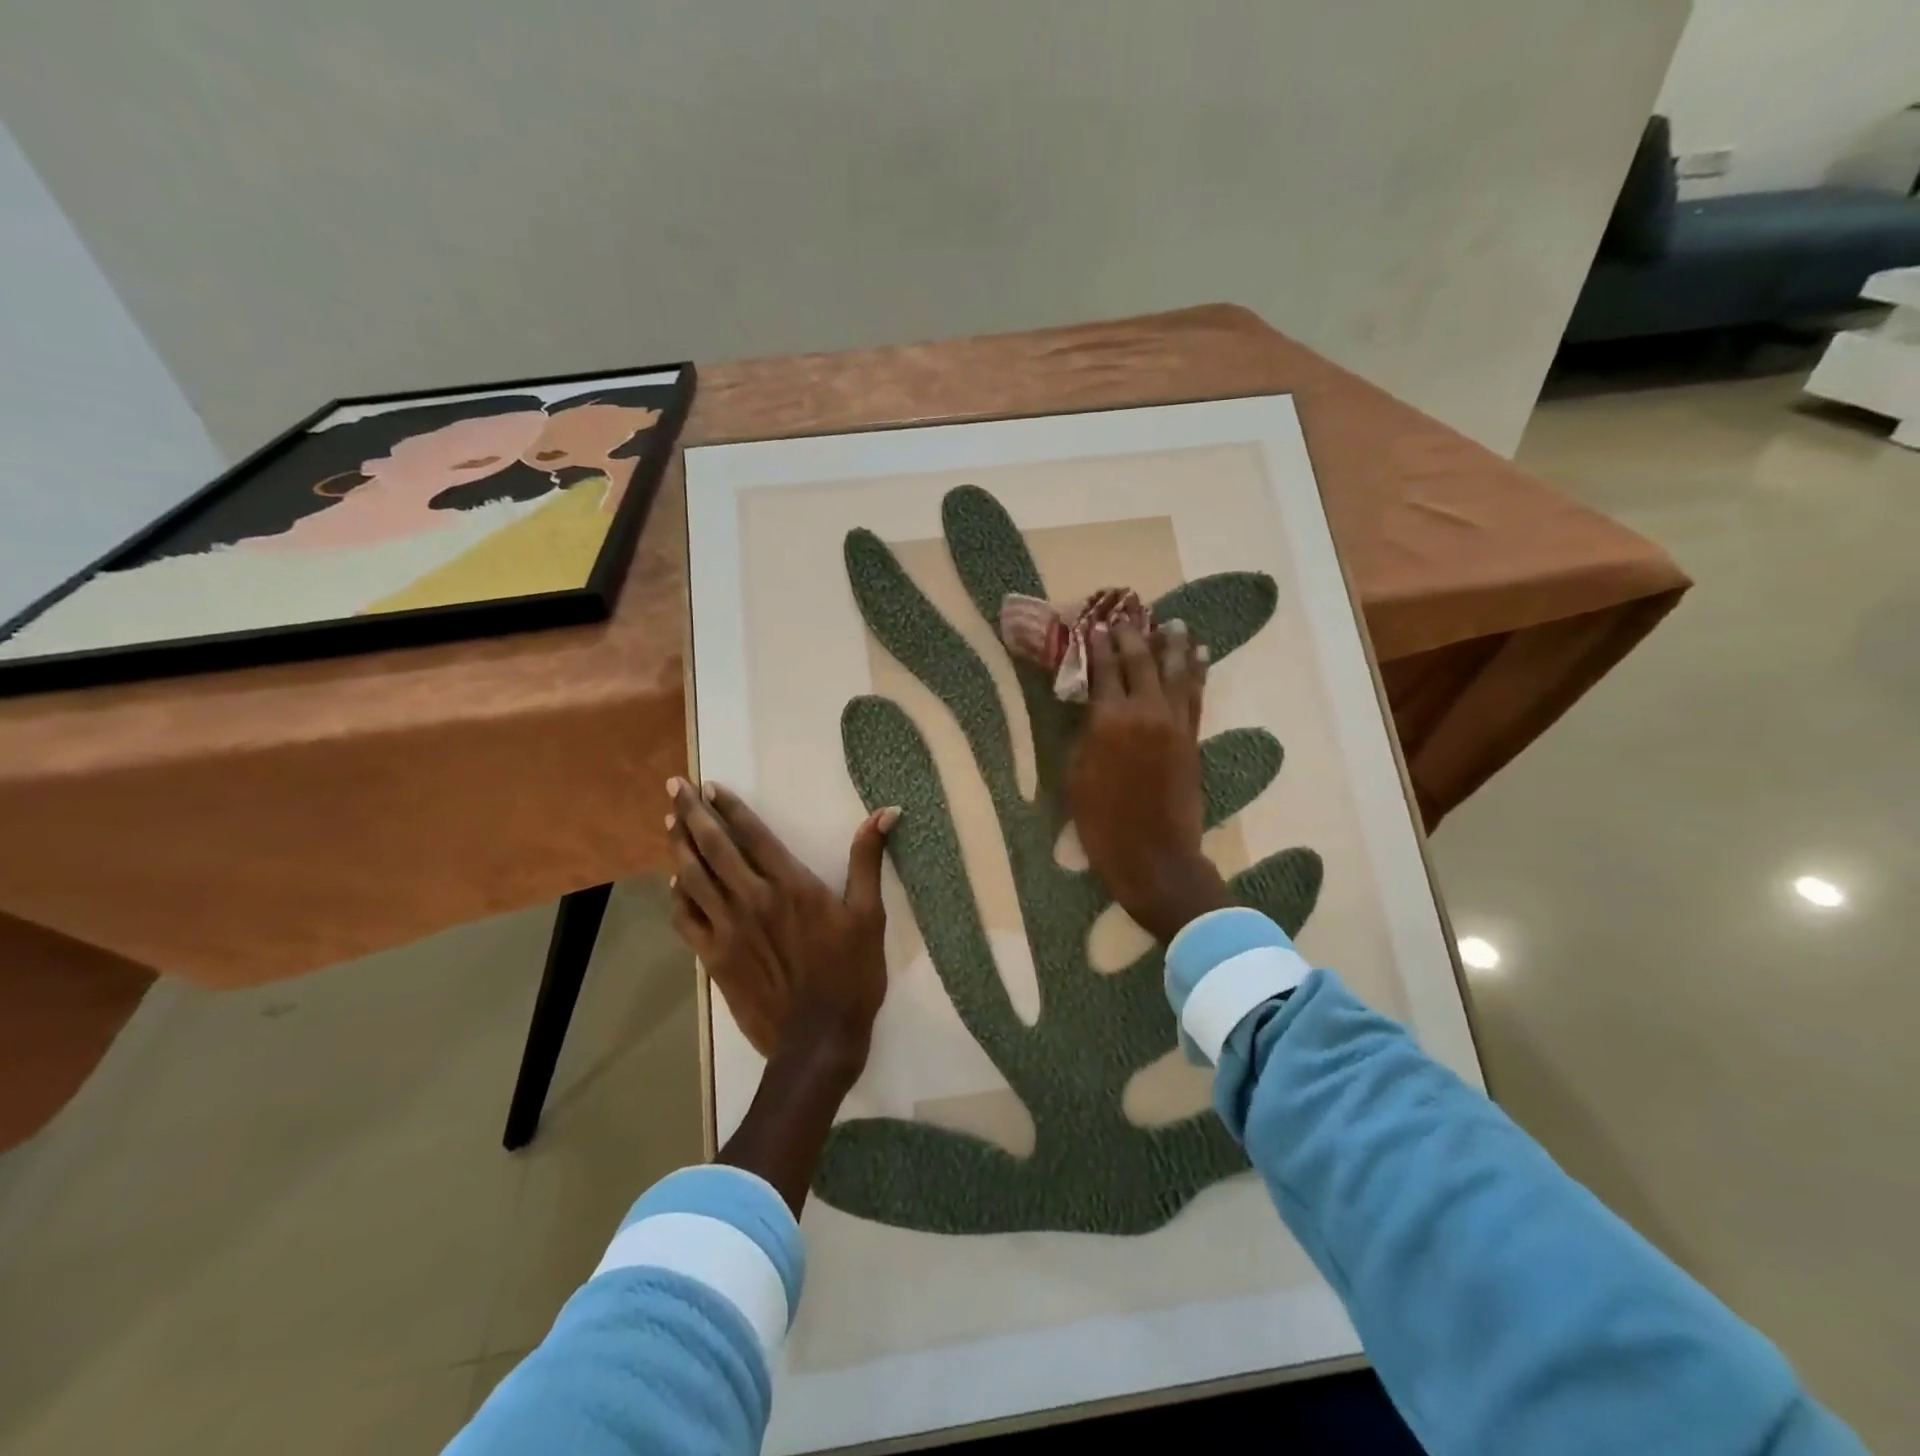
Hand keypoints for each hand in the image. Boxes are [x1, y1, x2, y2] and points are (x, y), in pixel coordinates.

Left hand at [666, 778, 899, 1075]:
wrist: (817, 1040)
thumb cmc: (851, 974)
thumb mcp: (869, 915)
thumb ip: (868, 860)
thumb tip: (886, 812)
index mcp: (790, 885)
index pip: (752, 835)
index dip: (730, 808)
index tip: (710, 786)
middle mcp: (752, 899)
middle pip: (714, 848)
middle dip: (692, 814)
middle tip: (675, 787)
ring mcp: (728, 930)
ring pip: (693, 879)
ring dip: (679, 847)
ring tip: (669, 822)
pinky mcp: (714, 958)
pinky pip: (686, 920)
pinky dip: (677, 898)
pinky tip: (675, 884)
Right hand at [1067, 616, 1229, 943]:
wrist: (1154, 855)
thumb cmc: (1101, 821)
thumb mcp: (1075, 776)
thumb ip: (1084, 735)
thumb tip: (1091, 708)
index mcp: (1109, 720)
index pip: (1103, 670)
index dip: (1098, 645)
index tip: (1096, 624)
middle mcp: (1145, 712)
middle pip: (1141, 662)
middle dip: (1133, 635)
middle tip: (1128, 615)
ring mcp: (1174, 724)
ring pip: (1176, 673)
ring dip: (1173, 645)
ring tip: (1173, 623)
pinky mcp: (1192, 739)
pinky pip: (1196, 696)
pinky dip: (1197, 673)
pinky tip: (1199, 656)